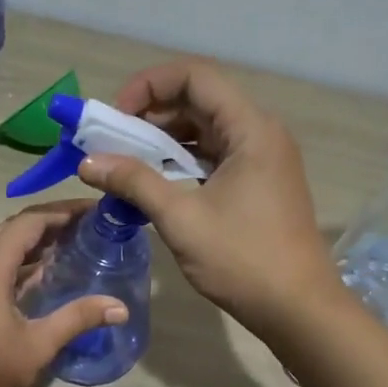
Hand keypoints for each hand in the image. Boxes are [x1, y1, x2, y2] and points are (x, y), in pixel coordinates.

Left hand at [0, 202, 127, 386]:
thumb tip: (120, 308)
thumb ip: (78, 318)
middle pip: (14, 229)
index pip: (30, 221)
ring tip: (70, 248)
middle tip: (88, 228)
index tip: (94, 211)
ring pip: (0, 247)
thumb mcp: (37, 344)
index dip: (63, 212)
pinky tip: (39, 277)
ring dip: (32, 244)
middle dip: (50, 224)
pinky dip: (16, 263)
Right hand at [78, 58, 341, 338]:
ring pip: (206, 131)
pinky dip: (182, 163)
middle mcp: (260, 133)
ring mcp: (262, 159)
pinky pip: (215, 157)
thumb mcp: (182, 219)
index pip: (195, 77)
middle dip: (150, 115)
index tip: (114, 116)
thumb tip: (88, 162)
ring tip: (125, 163)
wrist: (298, 309)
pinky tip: (154, 184)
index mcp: (250, 129)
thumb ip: (134, 182)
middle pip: (199, 101)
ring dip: (163, 141)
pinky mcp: (259, 184)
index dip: (148, 85)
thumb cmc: (243, 260)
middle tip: (112, 142)